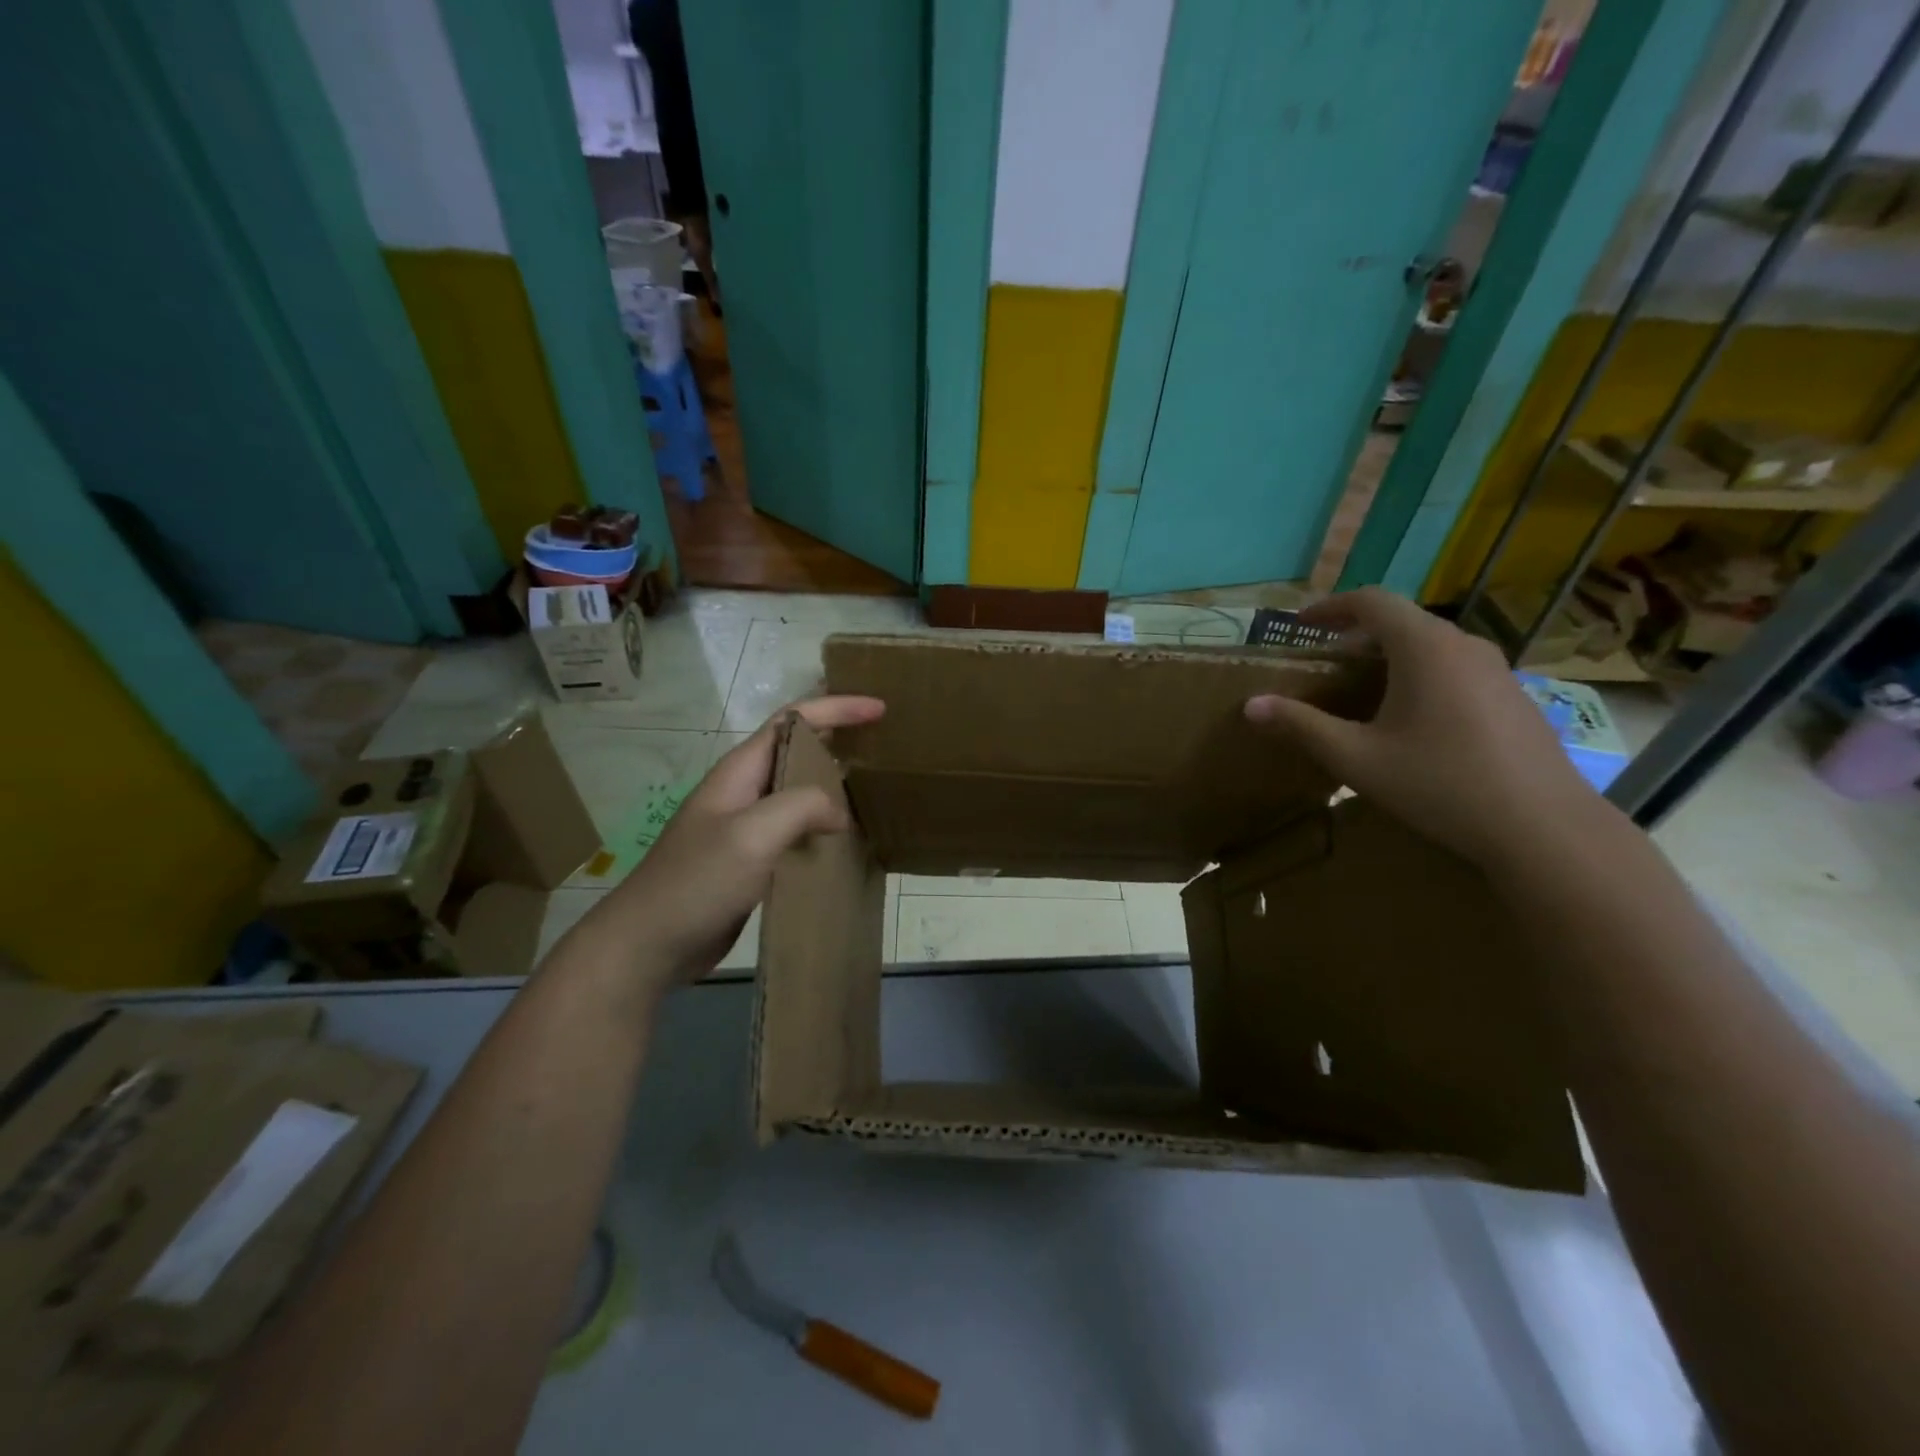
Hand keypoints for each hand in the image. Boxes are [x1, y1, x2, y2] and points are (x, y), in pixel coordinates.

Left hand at [567, 695, 884, 1001]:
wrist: (650, 943)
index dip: (836, 707)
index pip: (793, 719)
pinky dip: (822, 824)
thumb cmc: (698, 881)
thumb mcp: (753, 834)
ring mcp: (745, 826)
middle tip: (881, 744)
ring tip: (872, 788)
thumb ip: (801, 807)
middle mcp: (744, 790)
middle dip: (837, 737)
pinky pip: (794, 828)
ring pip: (797, 791)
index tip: (879, 709)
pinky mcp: (750, 859)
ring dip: (832, 782)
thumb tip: (838, 812)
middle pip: (796, 749)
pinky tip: (845, 841)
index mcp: (741, 771)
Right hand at [1244, 588, 1597, 866]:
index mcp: (1424, 647)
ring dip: (1391, 656)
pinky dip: (1421, 675)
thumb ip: (1301, 726)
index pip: (1372, 601)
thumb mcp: (1356, 758)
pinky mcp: (1514, 697)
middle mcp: (1464, 645)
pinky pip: (1456, 668)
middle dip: (1358, 634)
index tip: (1301, 625)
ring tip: (1363, 690)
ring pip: (1432, 645)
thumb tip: (1251, 706)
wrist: (1543, 828)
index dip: (1331, 607)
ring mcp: (1496, 670)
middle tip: (1326, 662)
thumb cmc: (1439, 783)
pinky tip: (1412, 720)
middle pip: (1403, 621)